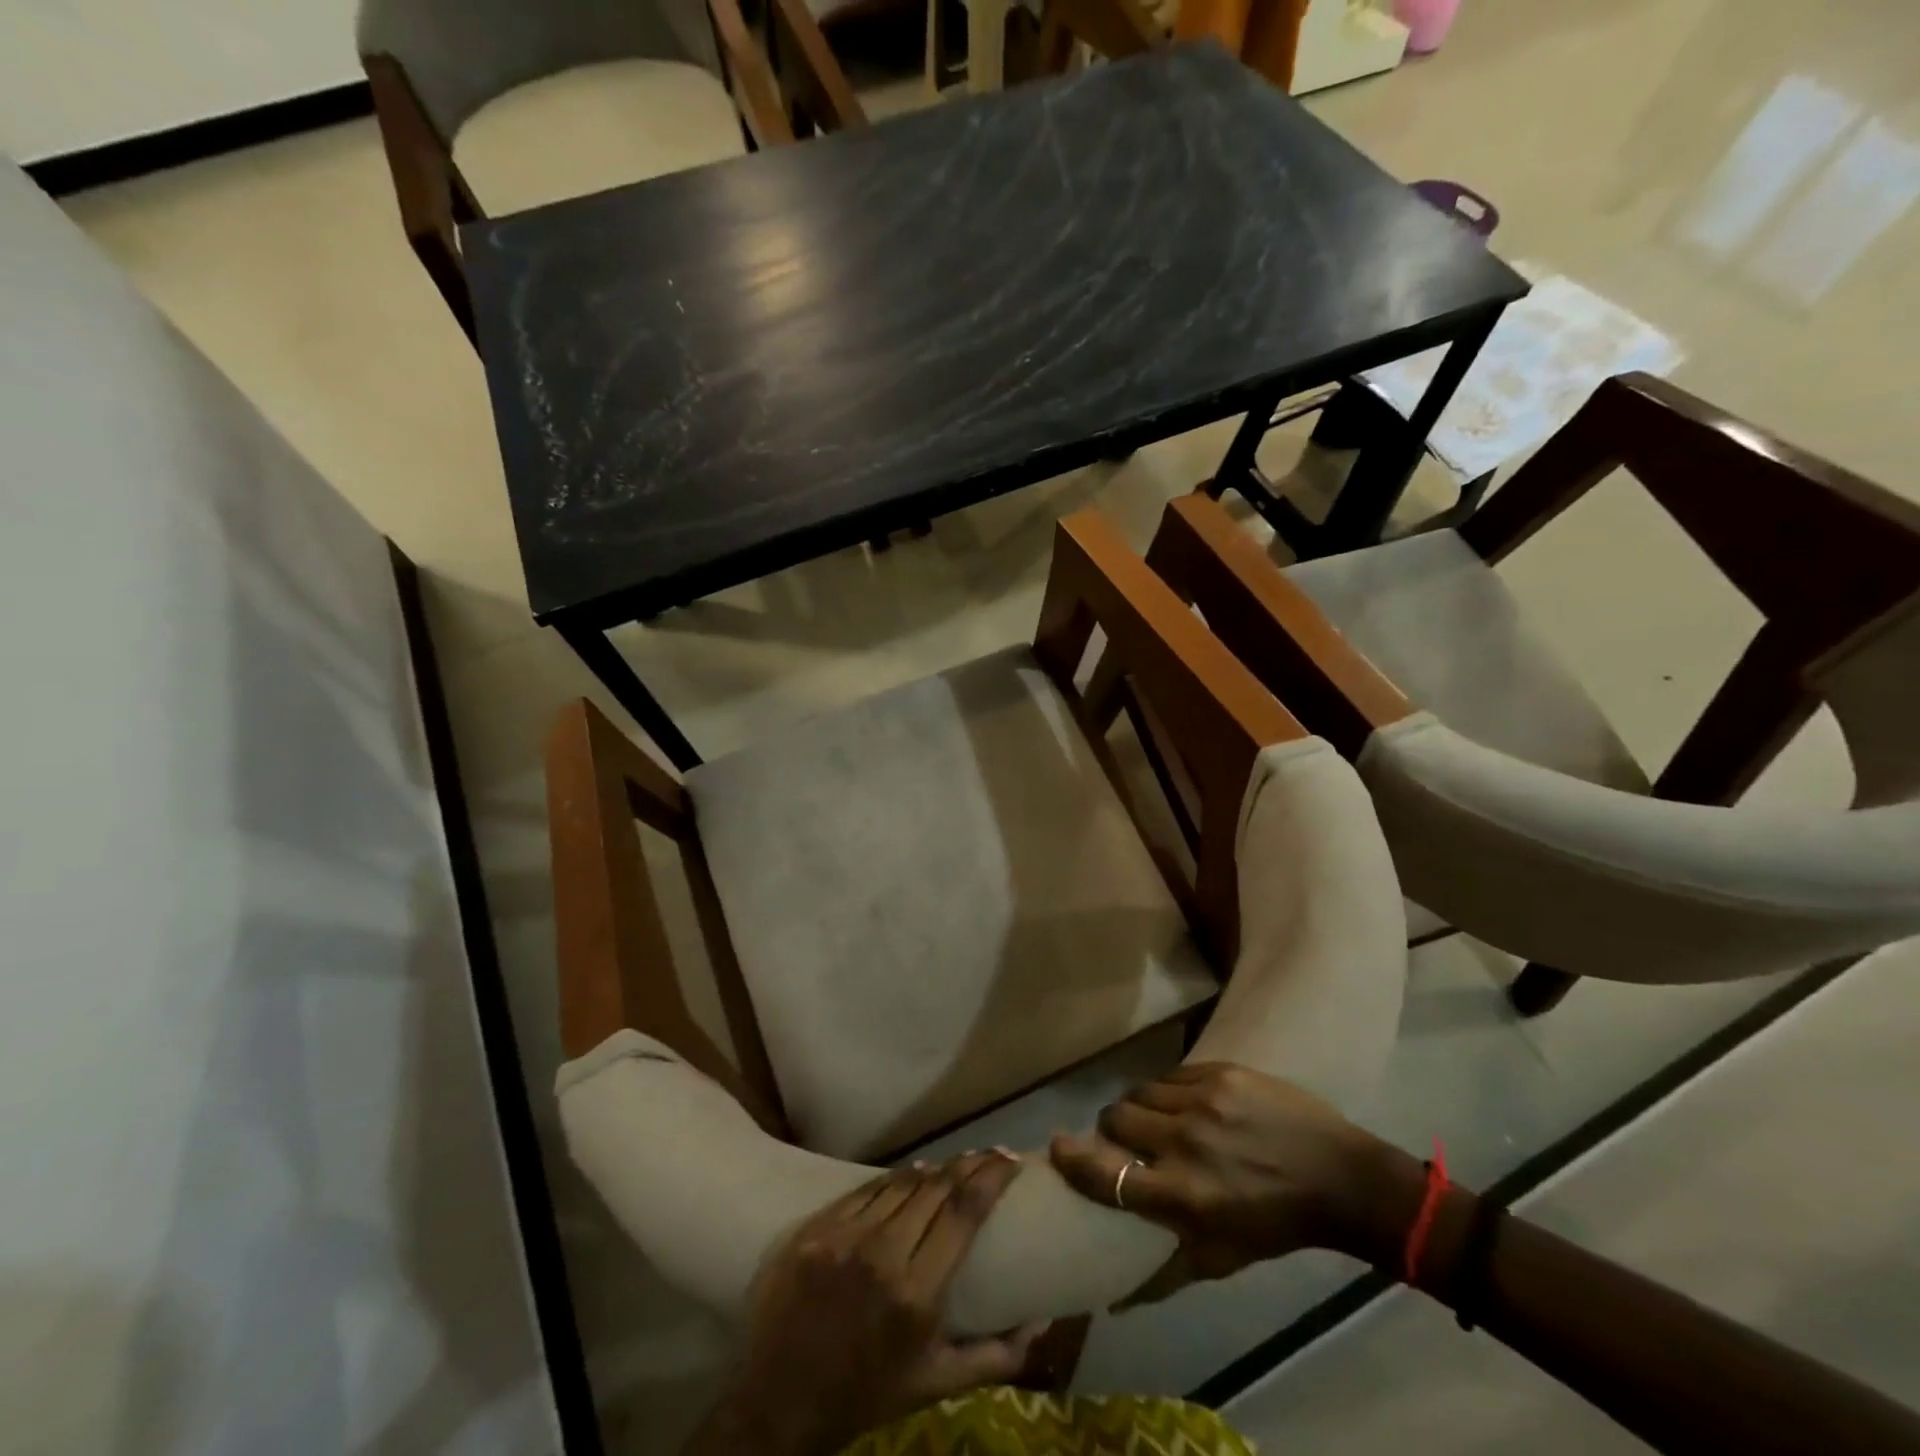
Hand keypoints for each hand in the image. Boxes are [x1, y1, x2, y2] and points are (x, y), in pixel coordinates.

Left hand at [690, 1151, 1044, 1455]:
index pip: (964, 1212)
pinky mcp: (815, 1228)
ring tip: (955, 1164)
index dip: (992, 1176)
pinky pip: (865, 1189)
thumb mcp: (935, 1385)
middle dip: (970, 1164)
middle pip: (937, 1187)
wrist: (778, 1402)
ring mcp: (844, 1237)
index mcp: (917, 1295)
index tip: (1011, 1160)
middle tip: (990, 1155)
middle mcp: (882, 1255)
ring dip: (934, 1169)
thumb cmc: (865, 1393)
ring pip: (902, 1182)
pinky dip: (894, 1179)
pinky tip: (909, 1175)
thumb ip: (995, 1358)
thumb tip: (1041, 1323)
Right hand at [1050, 1064, 1423, 1305]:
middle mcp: (1185, 1143)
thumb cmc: (1276, 1224)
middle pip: (1116, 1119)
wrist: (1338, 1175)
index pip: (1108, 1176)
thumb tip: (1114, 1297)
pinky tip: (1184, 1102)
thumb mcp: (1221, 1259)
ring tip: (1156, 1119)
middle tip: (1126, 1139)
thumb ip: (1165, 1273)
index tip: (1056, 1148)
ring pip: (1140, 1092)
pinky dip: (1167, 1090)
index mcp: (1184, 1195)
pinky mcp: (1219, 1071)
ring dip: (1139, 1107)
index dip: (1074, 1160)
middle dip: (1112, 1129)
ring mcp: (1203, 1101)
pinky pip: (1170, 1075)